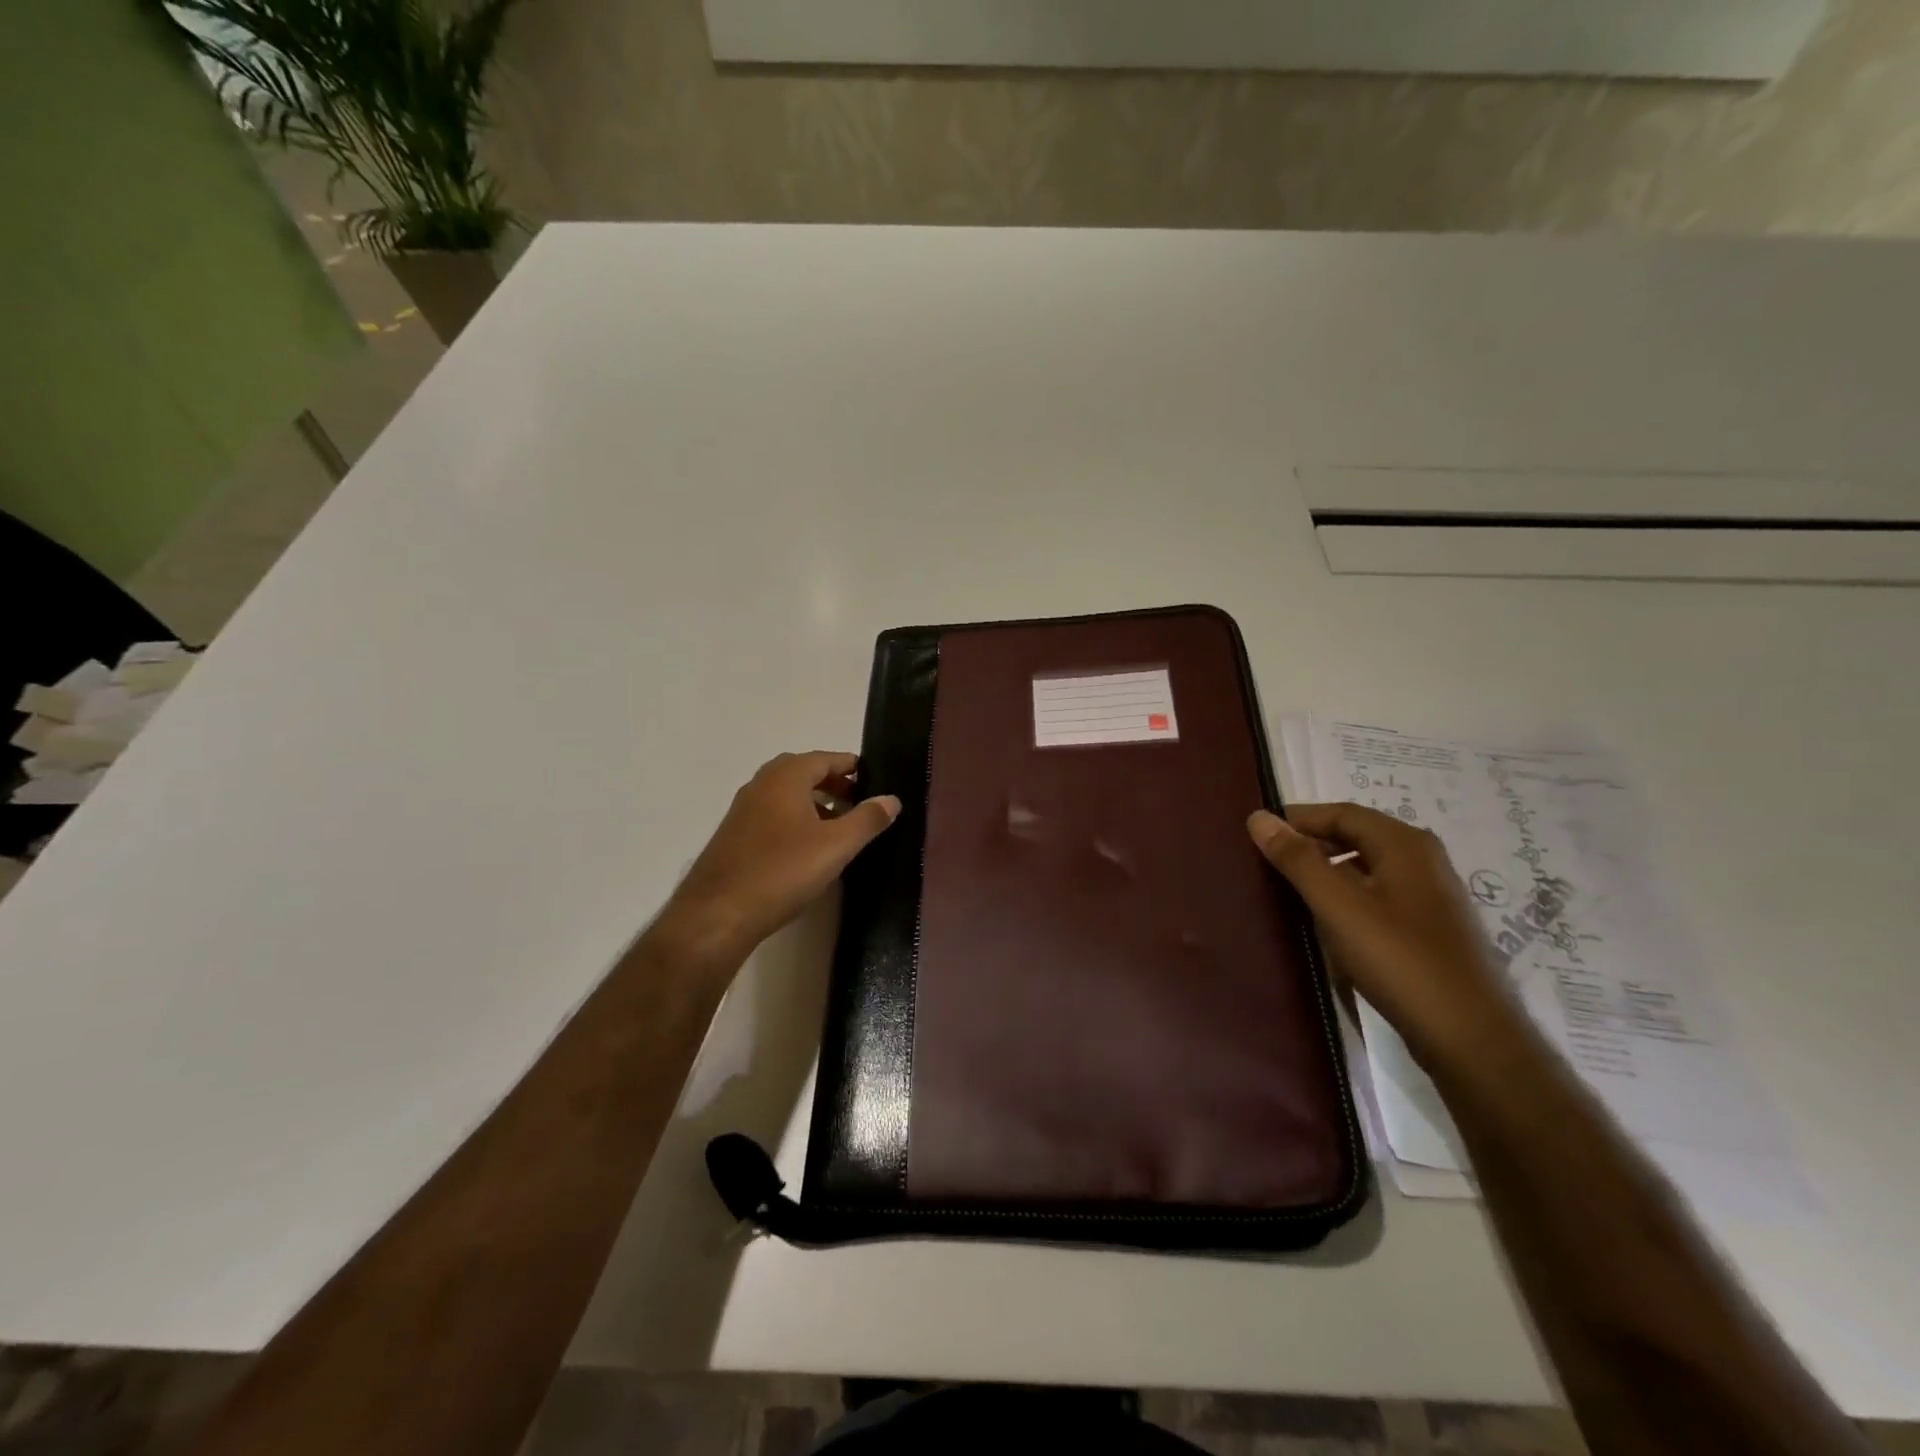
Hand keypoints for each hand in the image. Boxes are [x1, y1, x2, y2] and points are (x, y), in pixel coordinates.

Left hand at [650, 752, 900, 969]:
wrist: (718, 914)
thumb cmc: (782, 871)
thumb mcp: (836, 846)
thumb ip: (867, 820)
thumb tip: (892, 799)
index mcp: (786, 777)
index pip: (826, 758)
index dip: (851, 766)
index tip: (874, 778)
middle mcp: (761, 784)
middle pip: (804, 773)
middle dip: (834, 783)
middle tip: (859, 802)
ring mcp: (744, 809)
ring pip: (787, 795)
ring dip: (815, 803)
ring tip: (840, 827)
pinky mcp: (735, 835)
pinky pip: (773, 814)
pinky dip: (796, 819)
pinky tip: (808, 849)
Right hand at [1248, 803, 1528, 1069]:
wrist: (1469, 1036)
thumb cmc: (1398, 959)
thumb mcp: (1337, 905)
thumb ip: (1297, 860)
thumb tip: (1258, 817)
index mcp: (1404, 844)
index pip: (1341, 813)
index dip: (1298, 818)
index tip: (1259, 834)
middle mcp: (1423, 860)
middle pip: (1357, 837)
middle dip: (1312, 845)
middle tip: (1270, 863)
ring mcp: (1432, 896)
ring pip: (1368, 868)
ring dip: (1329, 873)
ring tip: (1291, 892)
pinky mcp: (1432, 929)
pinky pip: (1380, 896)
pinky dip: (1349, 899)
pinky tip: (1330, 925)